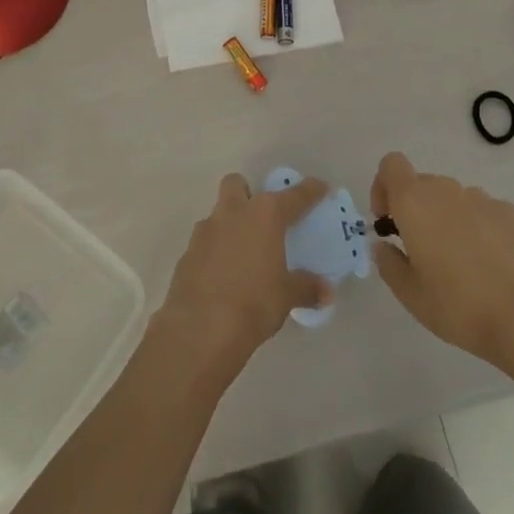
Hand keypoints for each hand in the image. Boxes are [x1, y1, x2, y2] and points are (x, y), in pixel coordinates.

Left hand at [154, 174, 333, 381]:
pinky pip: (205, 242)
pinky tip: (223, 276)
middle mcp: (234, 212)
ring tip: (243, 254)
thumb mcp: (286, 297)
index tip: (320, 187)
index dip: (309, 191)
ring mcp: (206, 230)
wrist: (201, 328)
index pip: (293, 196)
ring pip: (218, 213)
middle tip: (262, 219)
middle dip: (248, 194)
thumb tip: (326, 291)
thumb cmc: (253, 304)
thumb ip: (306, 288)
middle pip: (237, 184)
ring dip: (230, 225)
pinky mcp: (188, 252)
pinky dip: (215, 252)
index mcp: (264, 215)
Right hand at [370, 151, 513, 375]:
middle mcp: (446, 189)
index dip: (383, 186)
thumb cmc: (459, 306)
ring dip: (446, 218)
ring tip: (459, 263)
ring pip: (452, 198)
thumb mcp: (410, 295)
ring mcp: (481, 198)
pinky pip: (481, 211)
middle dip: (414, 209)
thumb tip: (384, 245)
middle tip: (420, 250)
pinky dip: (476, 227)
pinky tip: (489, 264)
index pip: (391, 165)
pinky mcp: (510, 213)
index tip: (387, 221)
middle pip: (421, 183)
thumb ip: (388, 263)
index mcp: (415, 202)